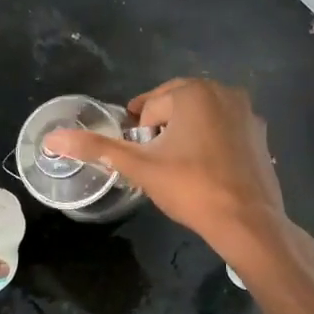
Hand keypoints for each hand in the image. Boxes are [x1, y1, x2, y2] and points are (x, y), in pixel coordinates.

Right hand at [44, 78, 289, 263]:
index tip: (144, 160)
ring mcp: (247, 112)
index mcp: (193, 92)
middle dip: (161, 132)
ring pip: (199, 117)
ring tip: (180, 169)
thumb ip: (96, 148)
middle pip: (174, 107)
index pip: (148, 109)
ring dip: (184, 135)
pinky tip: (207, 172)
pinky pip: (222, 129)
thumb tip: (52, 138)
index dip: (140, 136)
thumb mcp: (139, 167)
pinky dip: (210, 143)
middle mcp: (223, 91)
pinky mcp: (260, 133)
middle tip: (157, 165)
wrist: (248, 223)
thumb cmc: (191, 188)